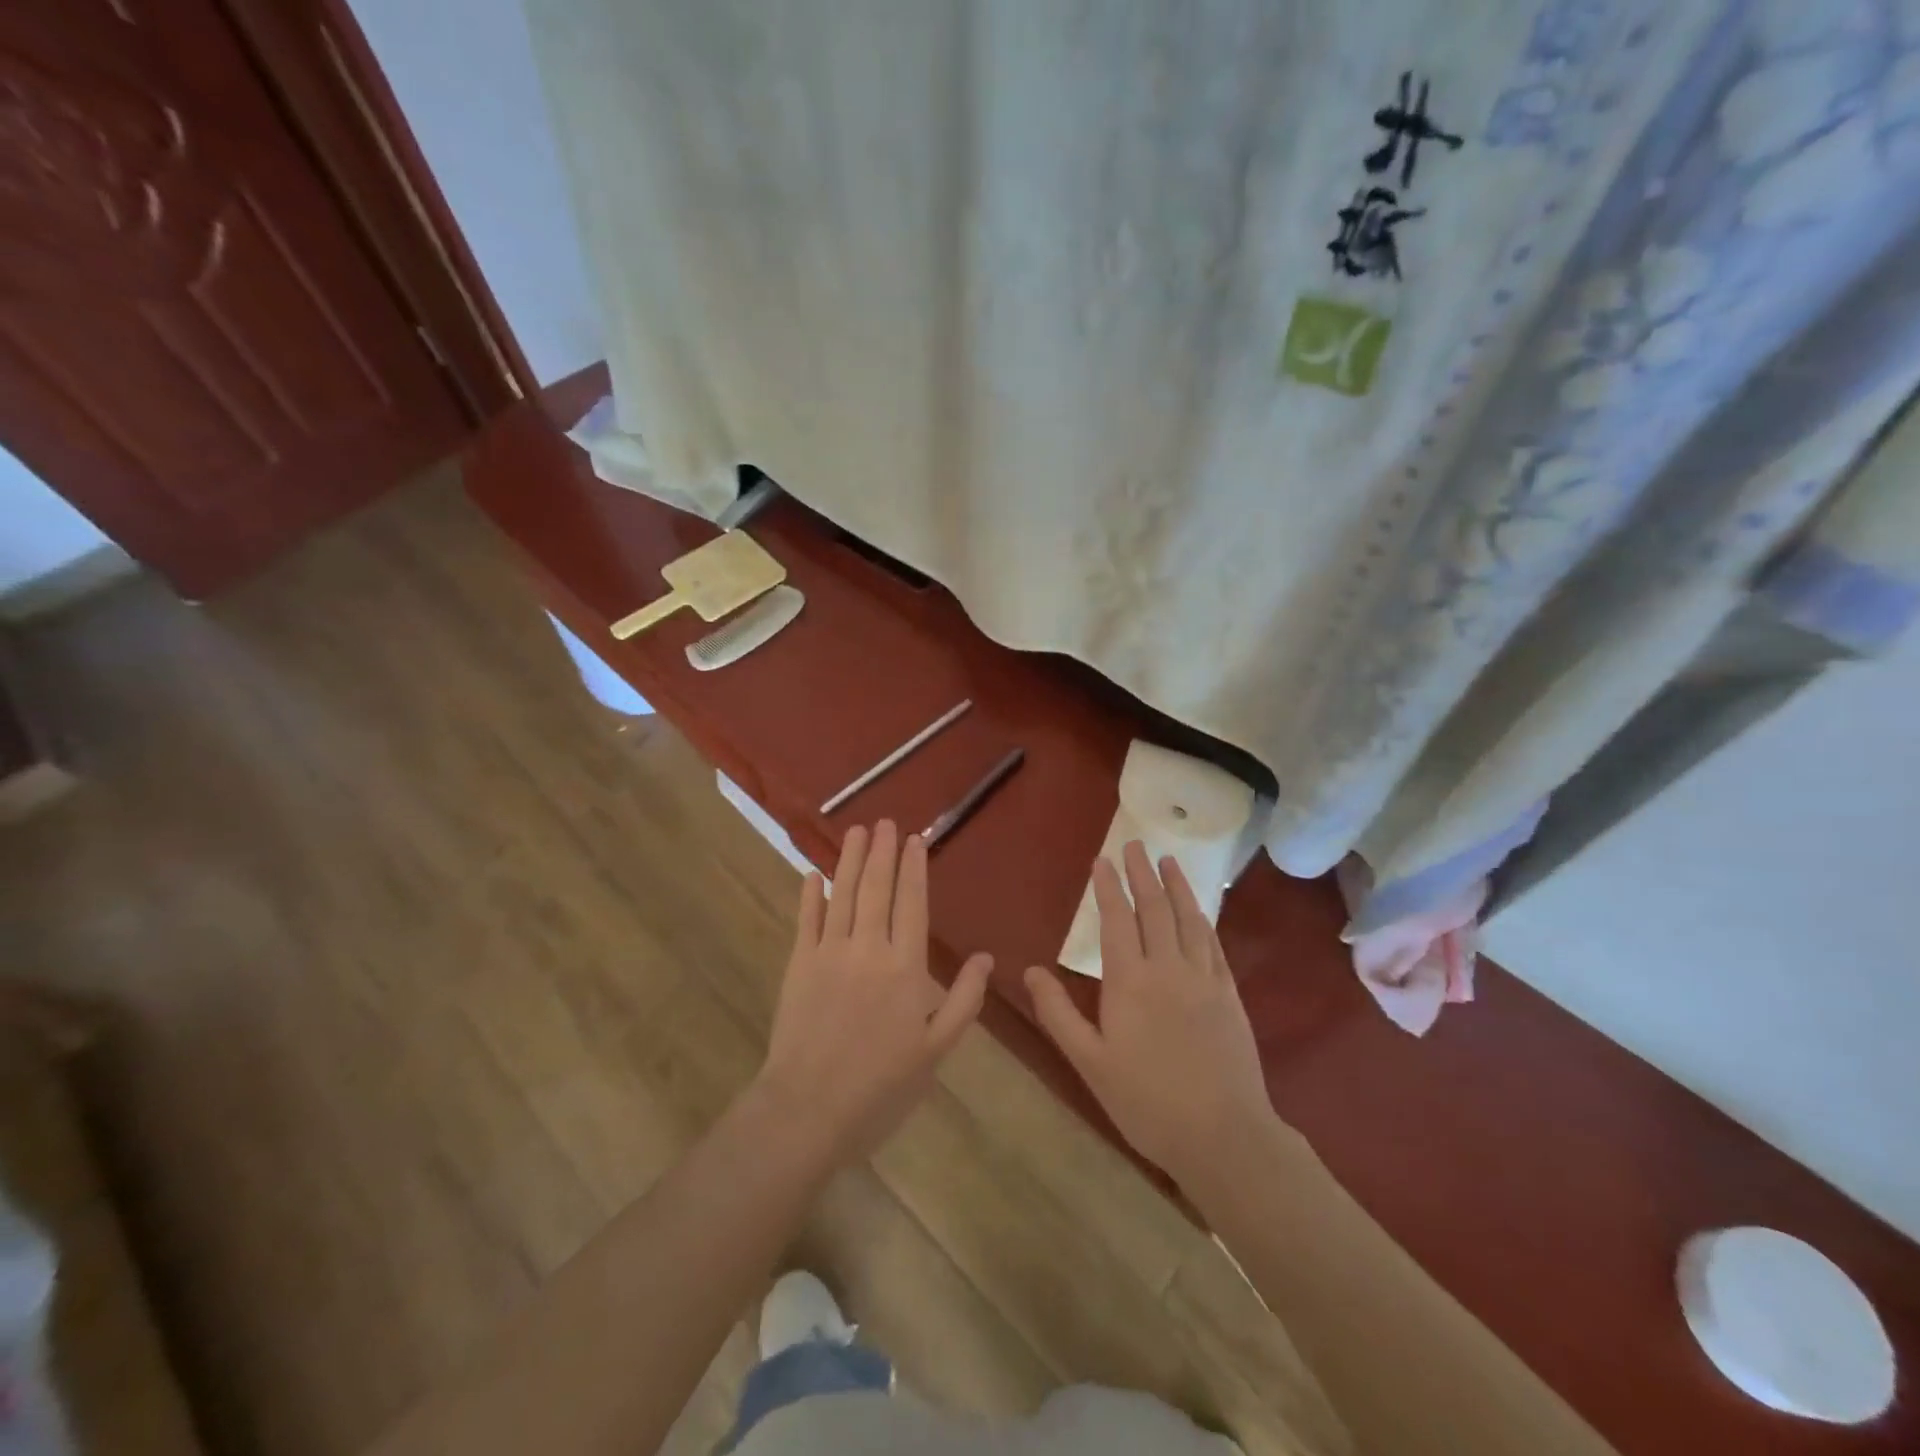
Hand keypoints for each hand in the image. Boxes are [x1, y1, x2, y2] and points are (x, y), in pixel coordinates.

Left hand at [756, 820, 992, 1169]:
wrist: (809, 1109)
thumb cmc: (881, 1084)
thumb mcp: (936, 1050)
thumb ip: (964, 1000)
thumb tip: (986, 958)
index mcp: (905, 967)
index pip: (912, 903)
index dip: (914, 869)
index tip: (915, 839)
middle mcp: (867, 948)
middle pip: (876, 889)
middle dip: (882, 852)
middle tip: (885, 822)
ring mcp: (829, 953)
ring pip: (842, 894)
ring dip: (850, 860)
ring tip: (857, 831)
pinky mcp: (798, 965)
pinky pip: (806, 920)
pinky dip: (810, 895)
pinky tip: (813, 874)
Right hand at [1025, 841, 1279, 1193]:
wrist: (1223, 1136)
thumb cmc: (1147, 1101)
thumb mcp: (1090, 1062)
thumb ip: (1058, 1013)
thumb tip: (1031, 970)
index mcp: (1130, 981)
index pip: (1117, 920)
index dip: (1109, 887)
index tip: (1102, 860)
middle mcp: (1168, 968)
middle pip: (1155, 908)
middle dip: (1142, 873)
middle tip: (1134, 845)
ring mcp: (1204, 979)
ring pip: (1189, 919)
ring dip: (1177, 886)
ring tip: (1169, 860)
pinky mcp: (1229, 995)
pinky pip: (1214, 944)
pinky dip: (1204, 918)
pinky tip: (1201, 909)